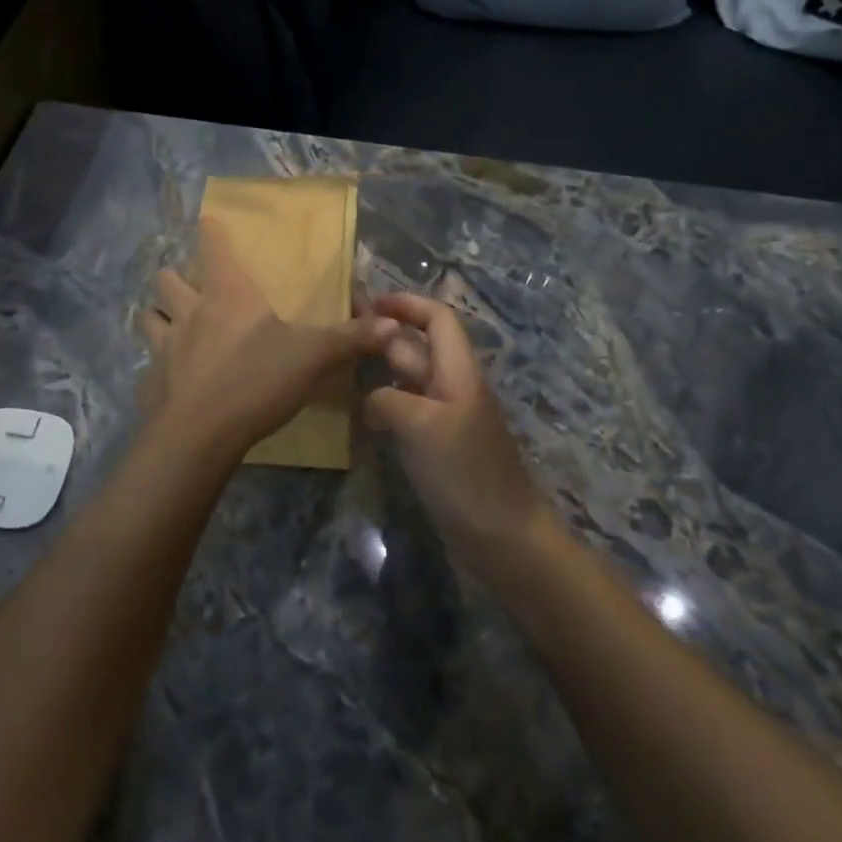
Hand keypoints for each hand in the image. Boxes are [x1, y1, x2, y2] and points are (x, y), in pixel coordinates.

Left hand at [139, 218, 395, 458]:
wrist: (199, 435)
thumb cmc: (256, 381)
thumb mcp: (312, 358)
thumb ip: (350, 339)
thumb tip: (394, 324)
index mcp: (227, 295)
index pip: (212, 247)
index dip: (210, 231)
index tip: (207, 221)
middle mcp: (190, 311)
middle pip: (167, 279)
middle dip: (175, 278)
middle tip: (191, 288)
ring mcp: (163, 346)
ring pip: (147, 316)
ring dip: (157, 315)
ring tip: (171, 325)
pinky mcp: (150, 380)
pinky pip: (147, 363)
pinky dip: (156, 365)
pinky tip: (170, 378)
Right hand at [364, 293, 553, 570]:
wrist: (502, 537)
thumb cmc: (465, 473)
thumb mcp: (422, 426)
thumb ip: (388, 399)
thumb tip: (369, 399)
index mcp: (458, 371)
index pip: (437, 318)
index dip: (406, 304)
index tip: (368, 303)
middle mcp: (453, 387)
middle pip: (418, 347)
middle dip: (384, 335)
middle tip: (340, 335)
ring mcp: (445, 418)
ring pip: (409, 380)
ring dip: (379, 369)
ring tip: (340, 368)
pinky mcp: (437, 446)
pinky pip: (406, 411)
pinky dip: (383, 404)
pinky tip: (358, 413)